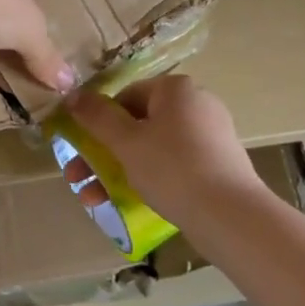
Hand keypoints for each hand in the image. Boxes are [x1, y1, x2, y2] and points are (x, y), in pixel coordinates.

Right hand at [61, 76, 265, 226]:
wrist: (231, 216)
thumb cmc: (172, 168)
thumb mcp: (126, 142)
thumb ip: (96, 117)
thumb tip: (73, 95)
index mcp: (176, 89)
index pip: (125, 96)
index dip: (97, 121)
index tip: (79, 148)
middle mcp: (196, 104)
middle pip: (137, 124)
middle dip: (102, 153)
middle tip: (79, 178)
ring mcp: (210, 135)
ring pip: (153, 148)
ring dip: (119, 170)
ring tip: (96, 200)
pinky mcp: (218, 164)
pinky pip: (174, 164)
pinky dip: (150, 178)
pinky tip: (130, 204)